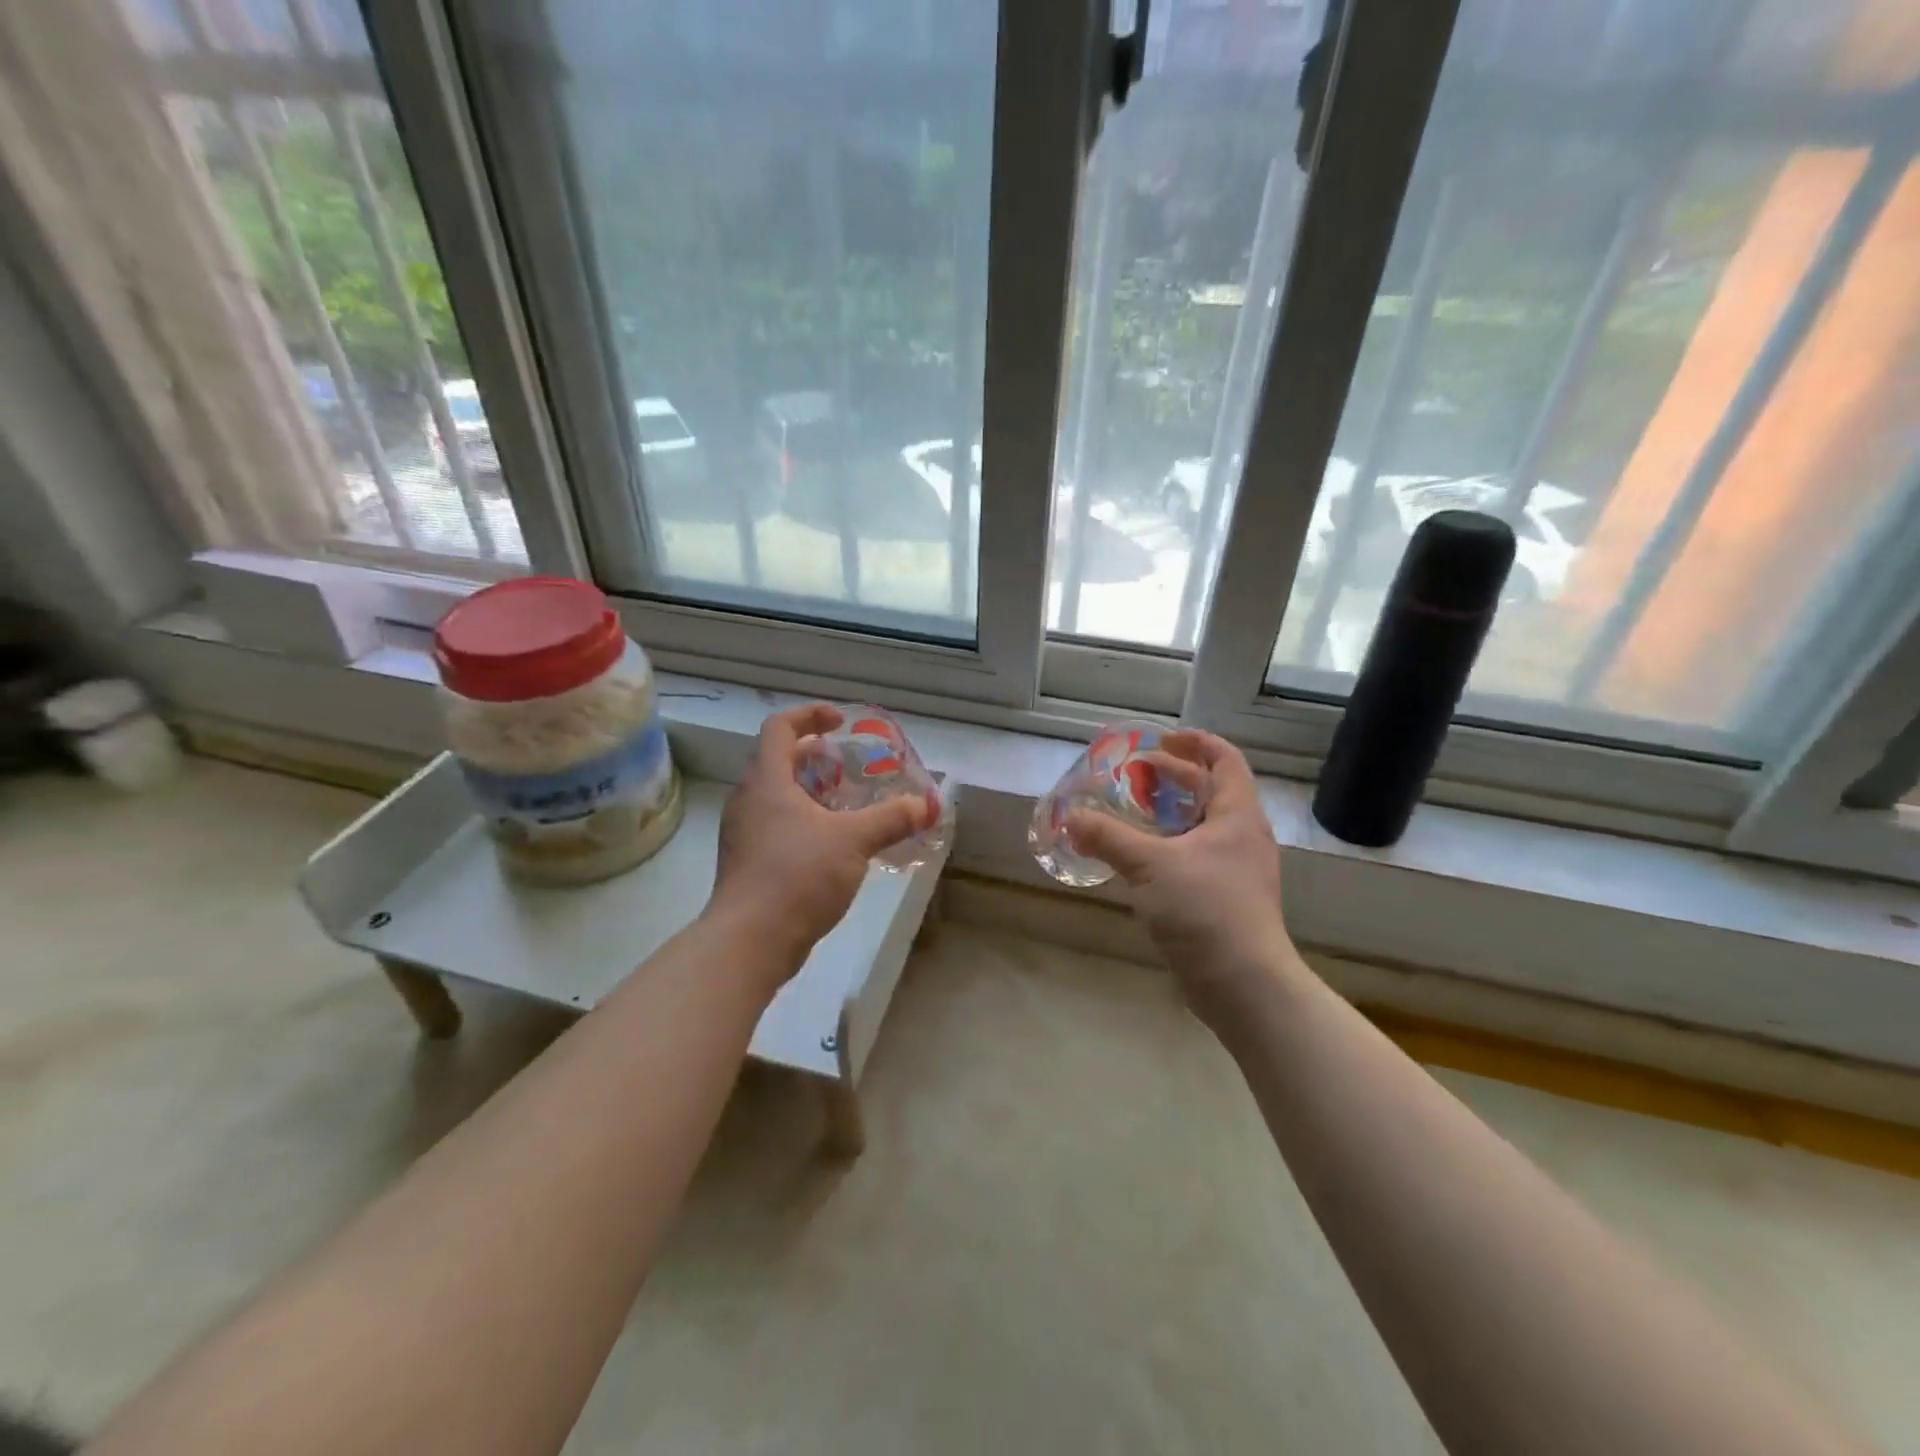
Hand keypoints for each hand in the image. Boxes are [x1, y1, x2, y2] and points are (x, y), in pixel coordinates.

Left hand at [709, 704, 929, 989]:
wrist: (750, 942)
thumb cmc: (797, 875)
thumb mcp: (854, 841)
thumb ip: (891, 819)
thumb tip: (926, 804)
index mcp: (766, 781)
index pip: (779, 727)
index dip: (810, 715)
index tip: (841, 721)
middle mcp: (749, 801)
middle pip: (778, 761)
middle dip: (817, 757)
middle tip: (850, 766)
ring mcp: (745, 834)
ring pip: (779, 797)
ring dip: (813, 792)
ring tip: (849, 805)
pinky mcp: (750, 864)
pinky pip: (779, 827)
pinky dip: (806, 822)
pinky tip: (835, 845)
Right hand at [1066, 731, 1297, 1028]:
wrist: (1244, 985)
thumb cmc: (1205, 910)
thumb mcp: (1150, 866)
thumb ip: (1108, 837)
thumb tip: (1069, 817)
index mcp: (1237, 815)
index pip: (1225, 759)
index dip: (1194, 742)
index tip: (1159, 739)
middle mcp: (1242, 836)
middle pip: (1209, 790)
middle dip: (1171, 777)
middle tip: (1132, 775)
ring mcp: (1235, 869)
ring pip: (1199, 826)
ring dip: (1166, 813)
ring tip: (1129, 812)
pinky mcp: (1224, 898)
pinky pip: (1193, 856)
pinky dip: (1167, 846)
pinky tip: (1137, 858)